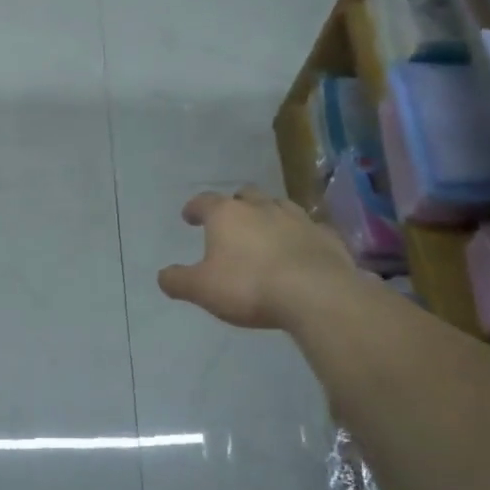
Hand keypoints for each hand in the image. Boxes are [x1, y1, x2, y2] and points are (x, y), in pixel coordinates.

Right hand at [157, 186, 354, 329]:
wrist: (315, 294)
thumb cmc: (248, 286)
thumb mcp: (201, 289)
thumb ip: (178, 280)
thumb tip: (162, 275)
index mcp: (227, 215)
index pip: (204, 201)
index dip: (194, 208)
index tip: (189, 217)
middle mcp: (261, 207)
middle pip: (245, 195)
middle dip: (235, 205)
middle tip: (230, 221)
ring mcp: (298, 218)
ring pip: (279, 206)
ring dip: (268, 214)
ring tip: (264, 231)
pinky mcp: (326, 235)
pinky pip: (309, 229)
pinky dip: (300, 235)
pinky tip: (299, 249)